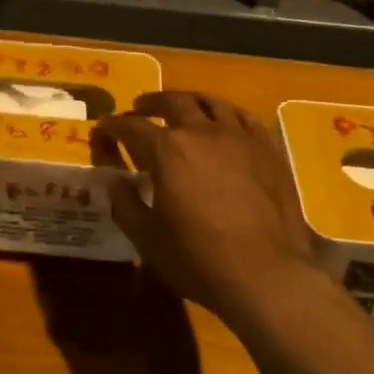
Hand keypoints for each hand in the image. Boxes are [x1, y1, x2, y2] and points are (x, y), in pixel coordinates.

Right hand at [95, 92, 323, 321]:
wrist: (266, 274)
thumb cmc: (197, 258)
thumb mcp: (147, 237)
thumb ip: (126, 204)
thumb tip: (115, 181)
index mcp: (168, 150)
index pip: (132, 128)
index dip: (115, 125)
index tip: (104, 125)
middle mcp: (203, 132)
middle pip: (174, 103)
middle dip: (152, 103)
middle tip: (140, 107)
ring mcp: (240, 138)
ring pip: (213, 103)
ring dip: (191, 100)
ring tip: (182, 105)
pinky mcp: (269, 151)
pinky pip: (247, 118)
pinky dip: (229, 113)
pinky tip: (226, 121)